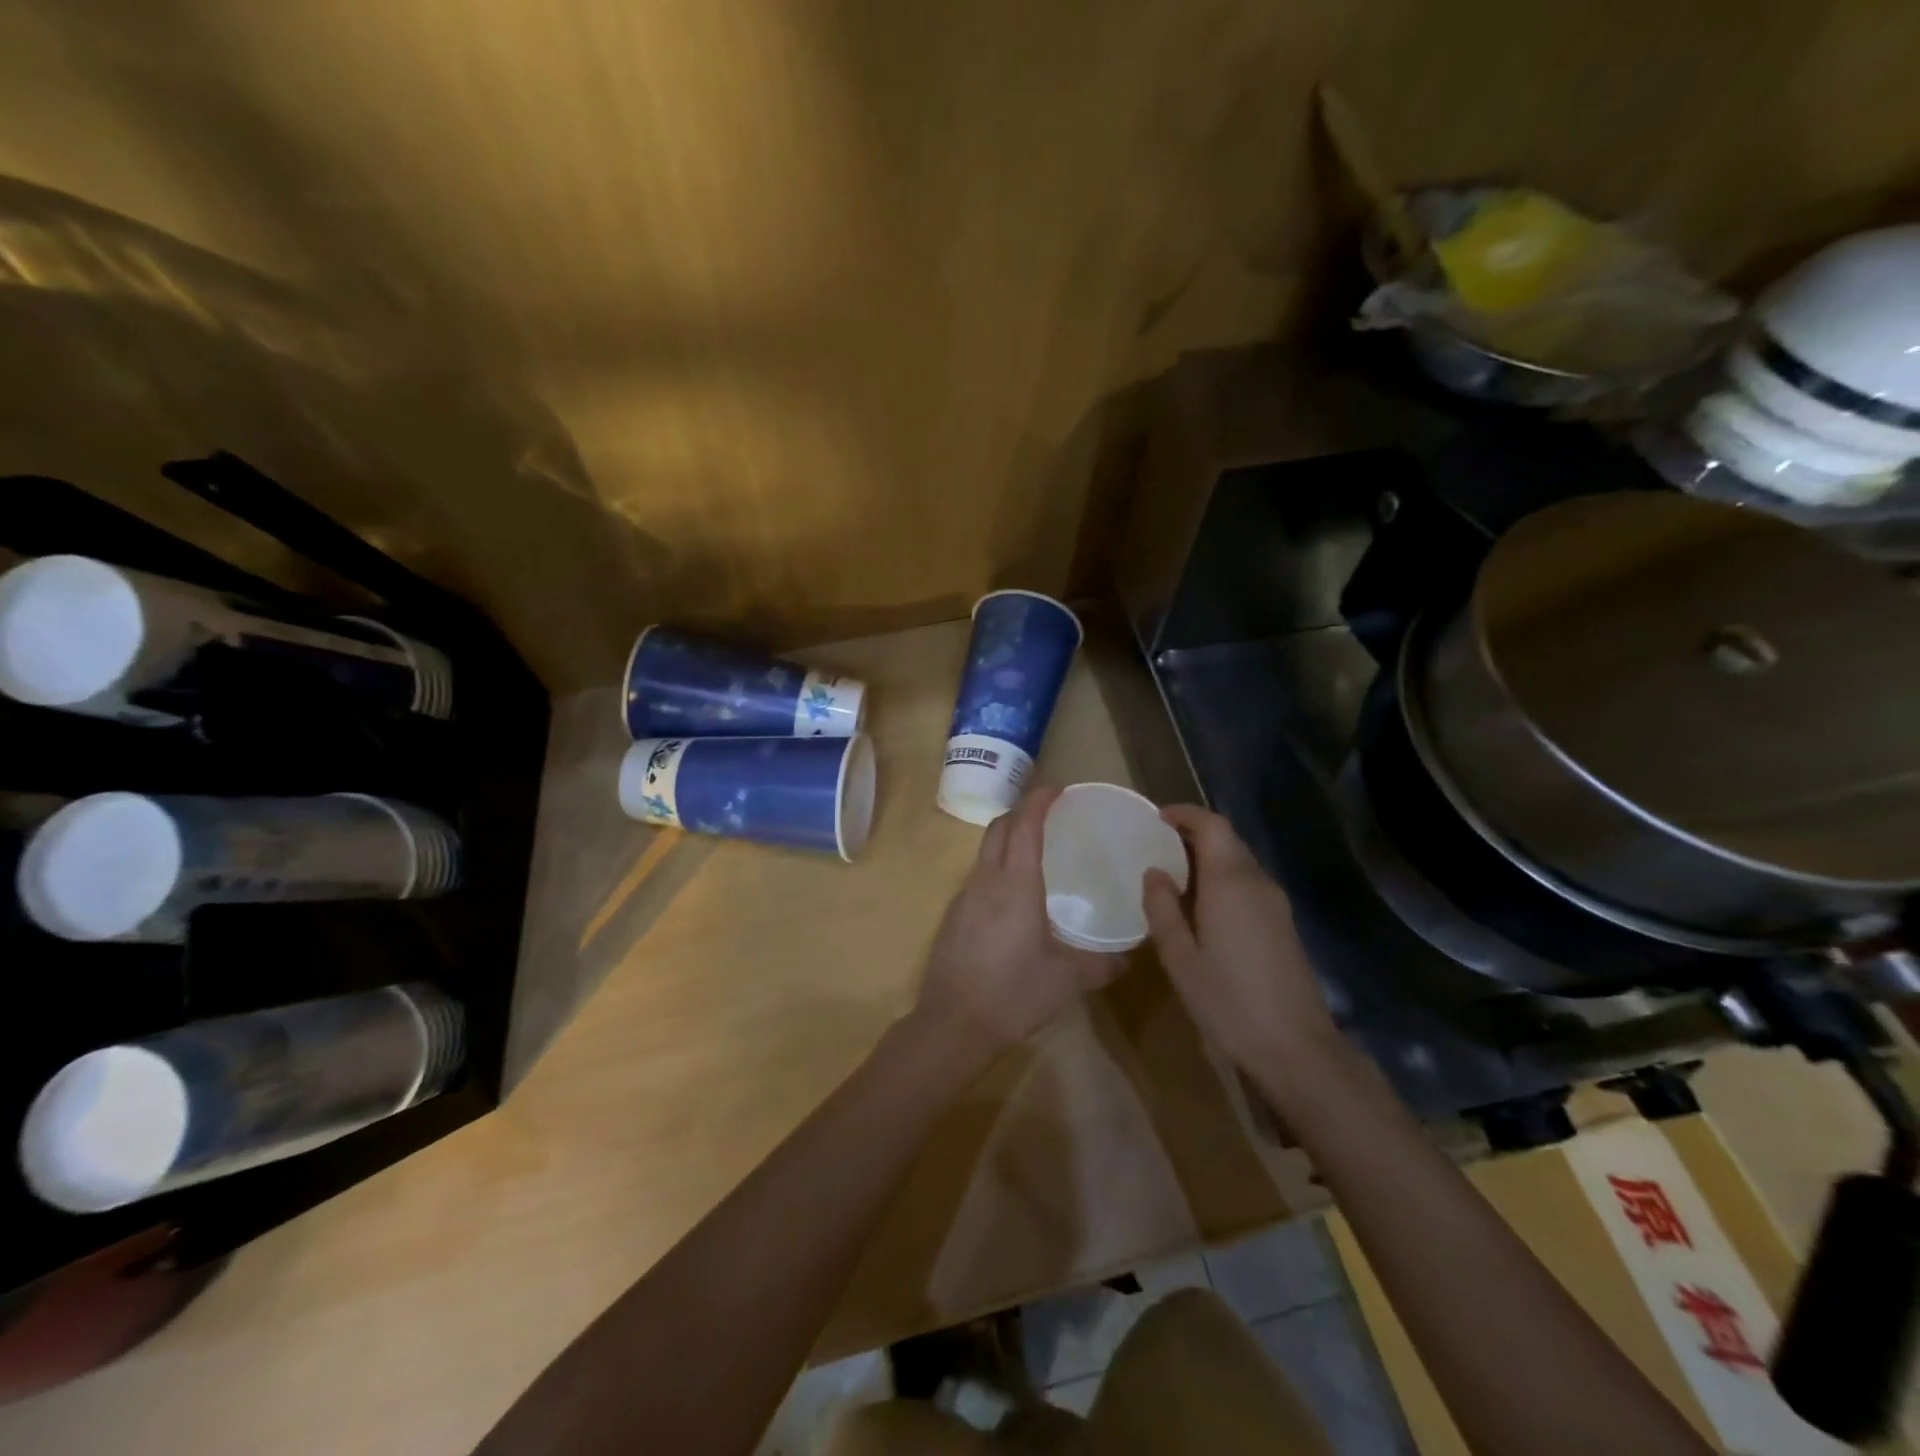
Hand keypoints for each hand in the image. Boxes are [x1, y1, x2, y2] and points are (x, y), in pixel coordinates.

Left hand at [914, 787, 1122, 1064]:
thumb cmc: (1014, 993)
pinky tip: (1015, 896)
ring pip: (985, 852)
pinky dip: (998, 868)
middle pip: (999, 829)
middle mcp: (986, 880)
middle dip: (1021, 813)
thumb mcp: (1067, 980)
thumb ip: (1101, 964)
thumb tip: (1128, 958)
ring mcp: (964, 897)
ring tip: (1036, 853)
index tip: (1057, 790)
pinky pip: (978, 877)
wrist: (953, 1024)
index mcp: (1015, 883)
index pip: (1024, 825)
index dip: (1038, 801)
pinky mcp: (954, 917)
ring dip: (1007, 840)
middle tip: (1050, 816)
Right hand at [1142, 805, 1342, 1080]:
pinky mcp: (1283, 924)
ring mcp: (1275, 904)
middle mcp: (1257, 883)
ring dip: (1207, 858)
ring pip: (1239, 862)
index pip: (1213, 826)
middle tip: (1156, 847)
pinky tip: (1200, 908)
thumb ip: (1162, 909)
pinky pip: (1248, 884)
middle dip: (1193, 835)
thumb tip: (1153, 872)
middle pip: (1227, 840)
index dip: (1185, 814)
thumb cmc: (1229, 1002)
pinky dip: (1221, 879)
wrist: (1297, 1049)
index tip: (1157, 818)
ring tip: (1171, 877)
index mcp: (1230, 883)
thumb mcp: (1180, 958)